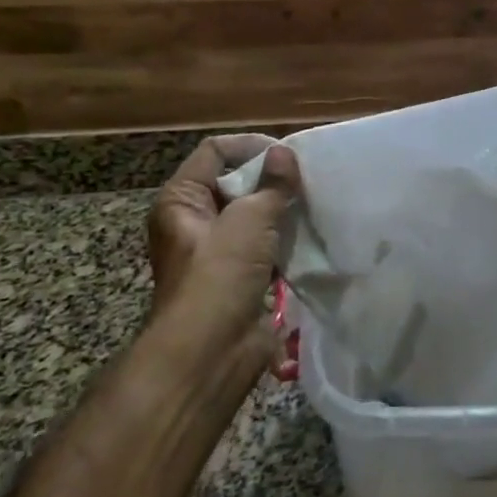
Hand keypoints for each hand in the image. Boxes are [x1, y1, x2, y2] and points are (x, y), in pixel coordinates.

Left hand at [145, 135, 300, 373]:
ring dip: (281, 211)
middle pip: (236, 184)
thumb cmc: (220, 273)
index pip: (215, 152)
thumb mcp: (250, 219)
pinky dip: (285, 240)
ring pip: (253, 217)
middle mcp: (194, 222)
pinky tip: (312, 236)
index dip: (250, 147)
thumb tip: (286, 154)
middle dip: (272, 180)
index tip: (289, 155)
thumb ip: (273, 184)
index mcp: (181, 200)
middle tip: (308, 179)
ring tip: (315, 204)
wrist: (210, 350)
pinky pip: (264, 247)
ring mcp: (217, 252)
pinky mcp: (239, 277)